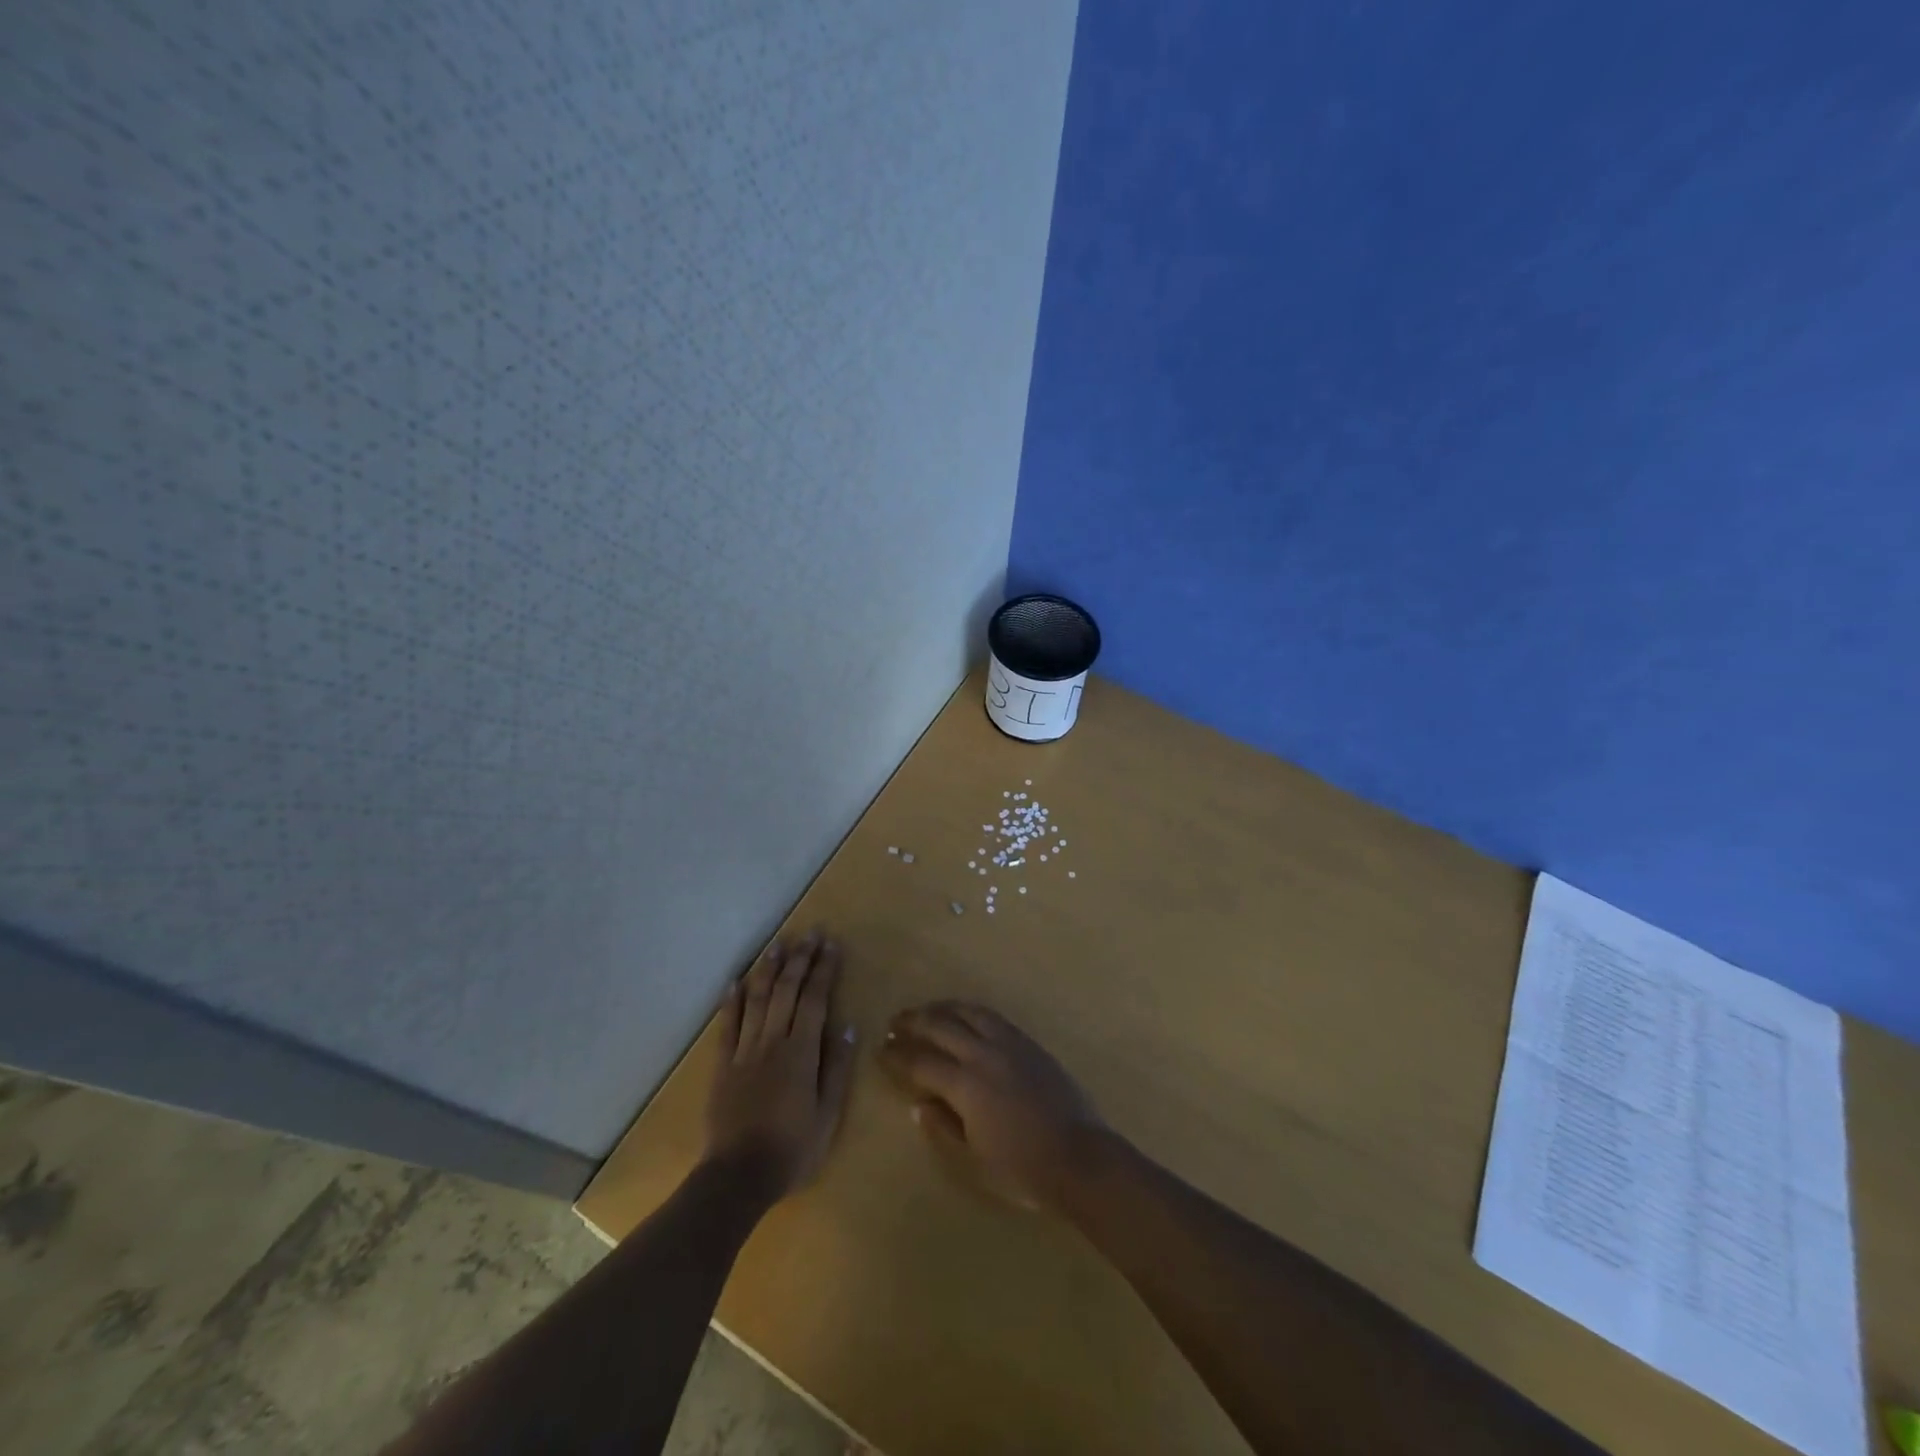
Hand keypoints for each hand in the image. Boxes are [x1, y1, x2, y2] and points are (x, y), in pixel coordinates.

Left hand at [705, 934, 856, 1201]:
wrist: (738, 1177)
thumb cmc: (793, 1148)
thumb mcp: (829, 1114)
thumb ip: (836, 1067)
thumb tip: (847, 1025)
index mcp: (801, 1052)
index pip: (815, 999)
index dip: (824, 969)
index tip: (831, 944)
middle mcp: (772, 1042)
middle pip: (786, 990)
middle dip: (800, 959)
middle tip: (810, 933)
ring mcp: (744, 1051)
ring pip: (756, 999)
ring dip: (768, 969)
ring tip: (778, 944)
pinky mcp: (722, 1065)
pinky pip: (727, 1026)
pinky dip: (731, 1000)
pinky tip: (735, 981)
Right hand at [880, 1002, 1109, 1211]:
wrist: (1078, 1156)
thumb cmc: (1022, 1169)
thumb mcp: (974, 1161)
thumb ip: (944, 1128)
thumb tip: (920, 1104)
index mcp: (966, 1085)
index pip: (921, 1063)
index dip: (898, 1056)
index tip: (880, 1050)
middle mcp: (984, 1055)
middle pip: (941, 1027)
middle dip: (914, 1023)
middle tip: (894, 1022)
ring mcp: (1009, 1044)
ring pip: (968, 1013)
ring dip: (942, 1008)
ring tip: (925, 1010)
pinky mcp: (1028, 1042)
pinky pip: (993, 1016)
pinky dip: (970, 1010)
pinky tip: (965, 1014)